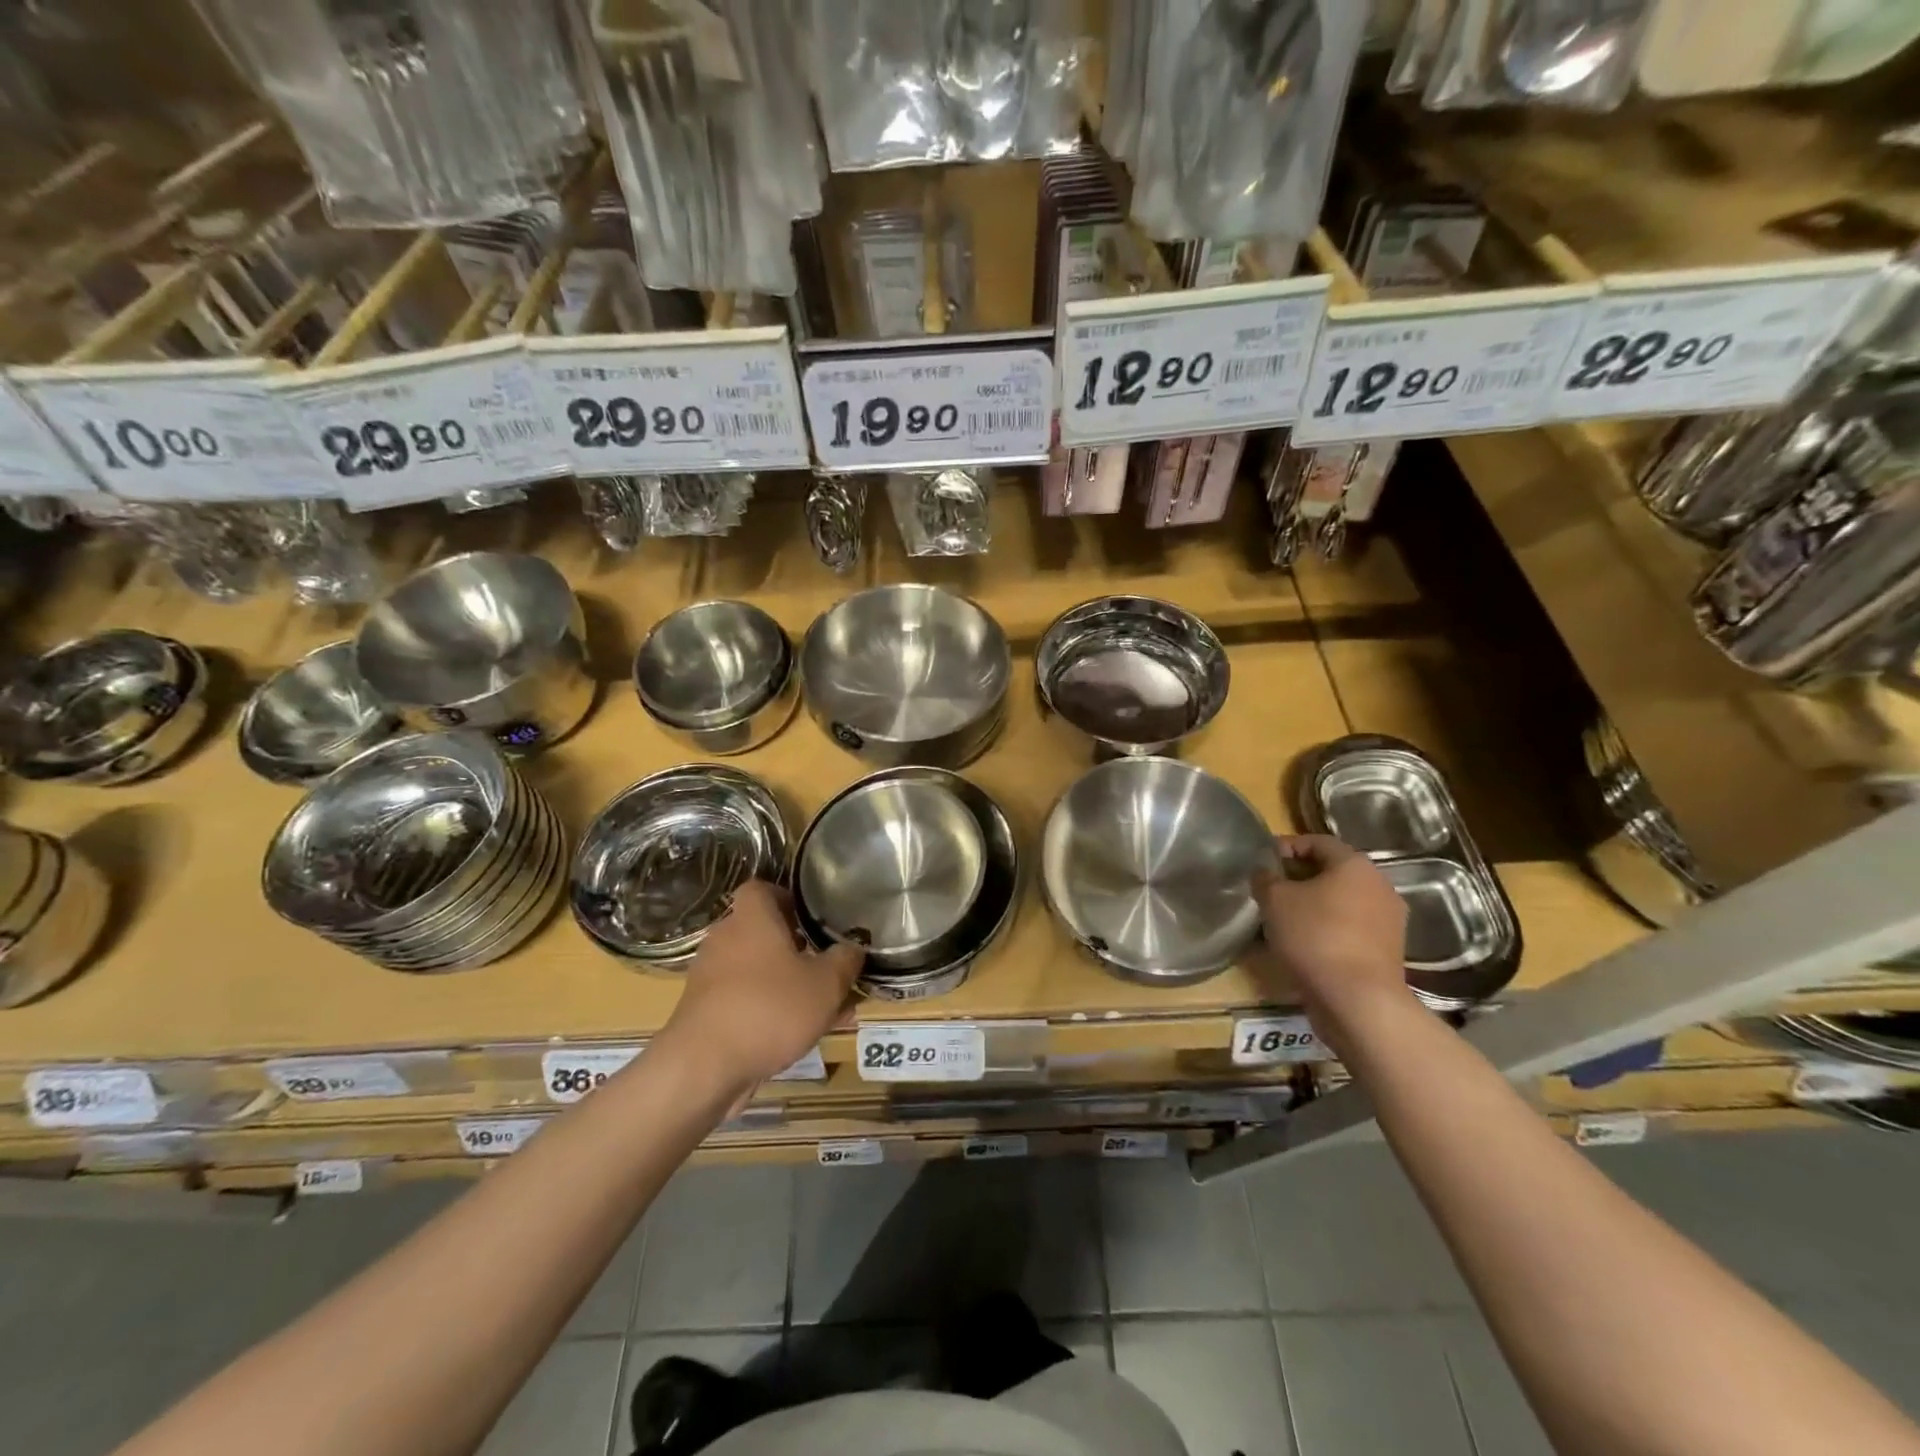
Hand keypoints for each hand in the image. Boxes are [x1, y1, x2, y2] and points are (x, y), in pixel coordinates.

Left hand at [661, 880, 862, 1088]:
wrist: (704, 1067)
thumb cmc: (770, 1008)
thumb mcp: (826, 984)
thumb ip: (845, 961)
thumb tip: (853, 947)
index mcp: (752, 919)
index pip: (761, 888)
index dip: (786, 897)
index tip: (810, 917)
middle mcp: (726, 939)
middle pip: (761, 932)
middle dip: (794, 948)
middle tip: (824, 966)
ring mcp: (710, 977)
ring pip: (756, 970)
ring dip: (785, 983)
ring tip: (822, 1010)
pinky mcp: (704, 1012)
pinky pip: (744, 1000)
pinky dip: (768, 1010)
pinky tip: (796, 1037)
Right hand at [1252, 834, 1411, 1048]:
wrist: (1358, 1000)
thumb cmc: (1314, 936)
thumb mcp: (1274, 900)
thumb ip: (1265, 879)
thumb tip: (1264, 872)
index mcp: (1355, 865)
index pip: (1317, 841)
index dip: (1287, 846)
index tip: (1263, 861)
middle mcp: (1379, 886)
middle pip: (1333, 871)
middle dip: (1300, 877)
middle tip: (1270, 889)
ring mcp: (1388, 920)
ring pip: (1343, 901)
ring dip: (1314, 904)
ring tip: (1284, 918)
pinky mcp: (1387, 950)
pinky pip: (1351, 927)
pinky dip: (1328, 928)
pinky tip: (1306, 943)